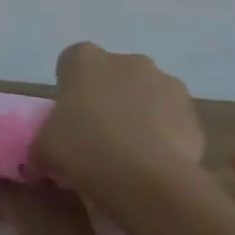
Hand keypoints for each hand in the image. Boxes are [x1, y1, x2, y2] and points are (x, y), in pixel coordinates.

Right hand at [35, 41, 204, 192]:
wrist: (144, 176)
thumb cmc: (81, 145)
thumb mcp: (43, 146)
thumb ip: (43, 145)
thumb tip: (39, 162)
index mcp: (84, 58)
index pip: (73, 62)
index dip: (72, 87)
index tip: (71, 113)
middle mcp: (127, 61)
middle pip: (116, 75)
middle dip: (111, 97)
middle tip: (100, 132)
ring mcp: (167, 84)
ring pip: (148, 95)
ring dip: (142, 114)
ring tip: (132, 151)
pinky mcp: (195, 114)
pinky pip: (174, 120)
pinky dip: (167, 135)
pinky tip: (155, 161)